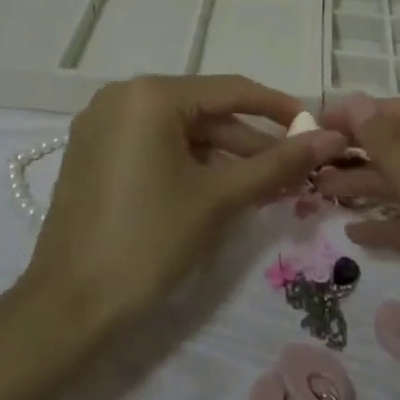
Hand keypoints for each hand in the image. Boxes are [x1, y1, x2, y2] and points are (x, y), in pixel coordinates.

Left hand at [23, 75, 346, 332]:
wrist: (67, 309)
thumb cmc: (147, 243)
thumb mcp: (219, 199)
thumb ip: (277, 164)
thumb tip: (332, 139)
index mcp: (150, 95)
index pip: (230, 91)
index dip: (279, 108)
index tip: (316, 128)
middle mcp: (122, 97)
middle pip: (205, 111)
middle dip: (252, 140)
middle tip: (295, 167)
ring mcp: (102, 125)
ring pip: (180, 131)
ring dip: (224, 156)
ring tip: (267, 186)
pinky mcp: (94, 153)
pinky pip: (155, 146)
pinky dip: (190, 164)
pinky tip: (222, 189)